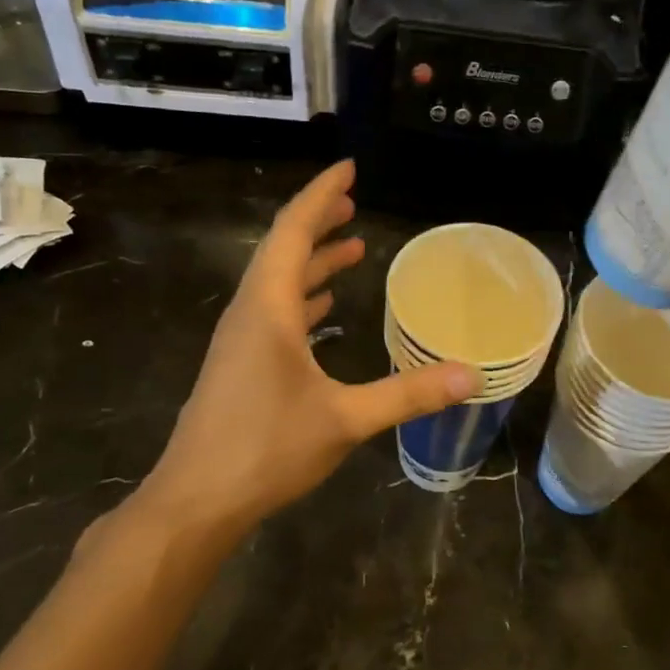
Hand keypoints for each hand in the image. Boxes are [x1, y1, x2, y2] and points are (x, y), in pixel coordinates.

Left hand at [138, 160, 477, 539]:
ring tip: (350, 248)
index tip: (348, 169)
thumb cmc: (266, 448)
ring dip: (311, 261)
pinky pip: (274, 313)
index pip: (292, 230)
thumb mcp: (346, 419)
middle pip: (282, 250)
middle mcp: (249, 313)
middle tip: (354, 202)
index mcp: (268, 308)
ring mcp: (241, 341)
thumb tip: (472, 375)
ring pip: (277, 284)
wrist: (197, 499)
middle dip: (318, 222)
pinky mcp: (240, 366)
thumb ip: (409, 394)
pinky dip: (303, 299)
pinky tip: (325, 310)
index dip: (321, 195)